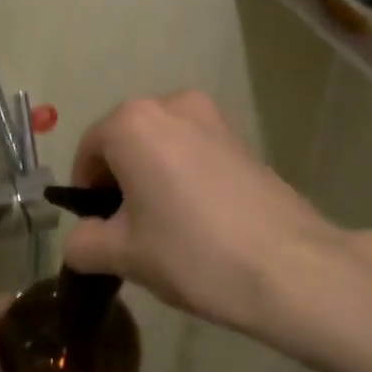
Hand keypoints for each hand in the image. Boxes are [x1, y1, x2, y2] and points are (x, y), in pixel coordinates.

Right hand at [62, 91, 371, 340]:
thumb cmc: (194, 253)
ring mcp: (212, 117)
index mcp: (133, 122)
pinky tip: (201, 220)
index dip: (86, 192)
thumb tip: (80, 240)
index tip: (97, 231)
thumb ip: (83, 242)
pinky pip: (194, 150)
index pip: (89, 151)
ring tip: (168, 229)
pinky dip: (184, 176)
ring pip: (161, 145)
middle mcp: (170, 104)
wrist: (291, 268)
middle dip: (119, 183)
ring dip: (152, 178)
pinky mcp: (241, 137)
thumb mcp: (124, 255)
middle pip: (125, 142)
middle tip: (130, 233)